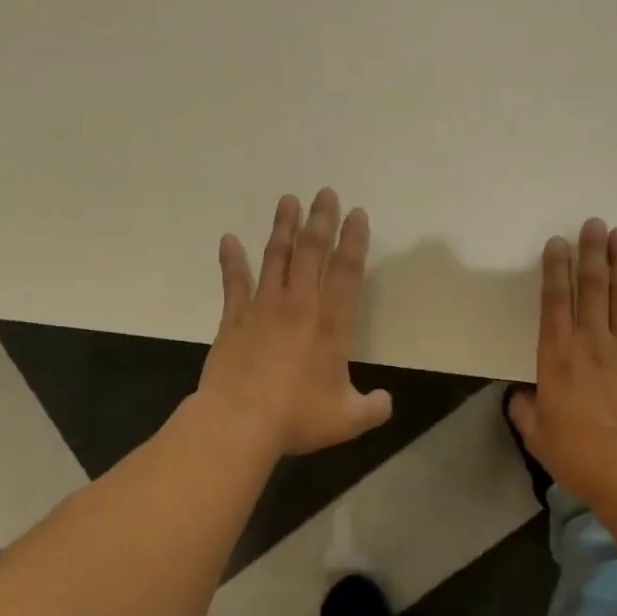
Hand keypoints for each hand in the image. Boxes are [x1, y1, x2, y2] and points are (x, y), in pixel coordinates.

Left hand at [198, 189, 393, 455]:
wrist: (238, 422)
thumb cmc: (296, 417)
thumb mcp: (347, 419)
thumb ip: (372, 408)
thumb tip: (386, 402)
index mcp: (332, 325)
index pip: (346, 271)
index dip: (354, 240)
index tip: (356, 213)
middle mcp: (300, 306)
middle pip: (311, 252)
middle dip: (320, 220)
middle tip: (325, 193)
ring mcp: (263, 309)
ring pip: (276, 258)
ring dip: (283, 228)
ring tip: (288, 201)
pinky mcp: (233, 319)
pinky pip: (234, 282)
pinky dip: (232, 260)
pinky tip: (229, 239)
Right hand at [508, 220, 616, 508]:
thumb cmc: (580, 458)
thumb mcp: (538, 437)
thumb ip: (526, 411)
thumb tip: (522, 396)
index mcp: (557, 359)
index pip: (554, 303)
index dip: (555, 270)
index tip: (557, 242)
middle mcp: (591, 344)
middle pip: (591, 289)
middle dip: (590, 253)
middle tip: (594, 223)